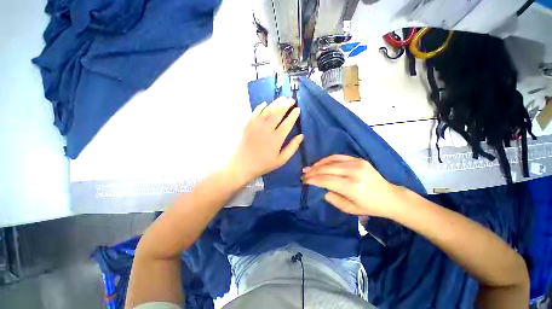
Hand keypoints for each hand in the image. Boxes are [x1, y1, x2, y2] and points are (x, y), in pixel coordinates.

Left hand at [227, 97, 303, 183]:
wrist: (243, 165)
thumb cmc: (264, 164)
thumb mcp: (281, 160)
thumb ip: (292, 148)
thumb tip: (301, 136)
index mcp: (277, 138)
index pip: (288, 123)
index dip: (294, 115)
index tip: (298, 109)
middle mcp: (267, 129)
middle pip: (278, 112)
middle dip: (286, 104)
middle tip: (291, 100)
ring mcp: (256, 125)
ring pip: (268, 110)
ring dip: (276, 103)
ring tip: (282, 98)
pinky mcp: (248, 125)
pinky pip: (255, 112)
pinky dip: (261, 106)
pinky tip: (266, 103)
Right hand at [301, 155, 405, 217]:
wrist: (390, 196)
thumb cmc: (369, 206)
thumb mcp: (349, 209)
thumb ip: (332, 198)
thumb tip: (320, 188)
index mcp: (352, 187)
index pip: (327, 180)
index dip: (313, 180)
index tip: (304, 181)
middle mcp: (354, 172)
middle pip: (327, 169)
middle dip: (313, 172)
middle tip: (303, 174)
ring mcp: (357, 163)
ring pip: (331, 161)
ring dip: (318, 164)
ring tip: (308, 168)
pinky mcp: (358, 159)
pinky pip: (338, 157)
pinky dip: (326, 159)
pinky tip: (320, 163)